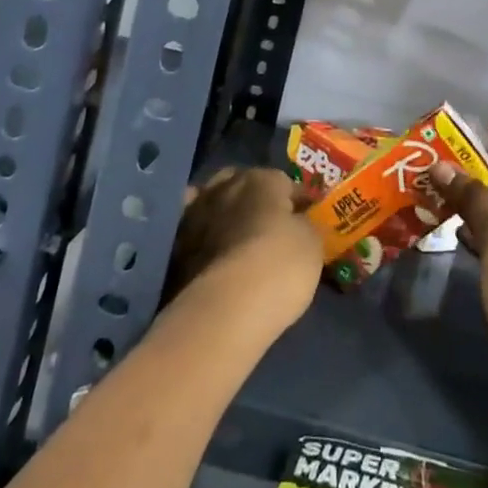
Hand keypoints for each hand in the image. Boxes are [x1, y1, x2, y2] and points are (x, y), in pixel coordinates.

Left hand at [166, 166, 320, 334]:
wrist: (225, 308)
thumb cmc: (280, 266)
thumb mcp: (312, 243)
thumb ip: (304, 224)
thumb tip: (296, 221)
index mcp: (262, 179)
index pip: (285, 182)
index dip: (297, 200)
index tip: (306, 217)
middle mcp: (225, 186)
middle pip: (244, 184)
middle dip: (256, 199)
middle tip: (269, 224)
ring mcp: (196, 213)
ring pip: (214, 203)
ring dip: (225, 213)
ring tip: (236, 236)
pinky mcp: (175, 244)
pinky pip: (191, 229)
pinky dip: (198, 232)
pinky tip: (206, 245)